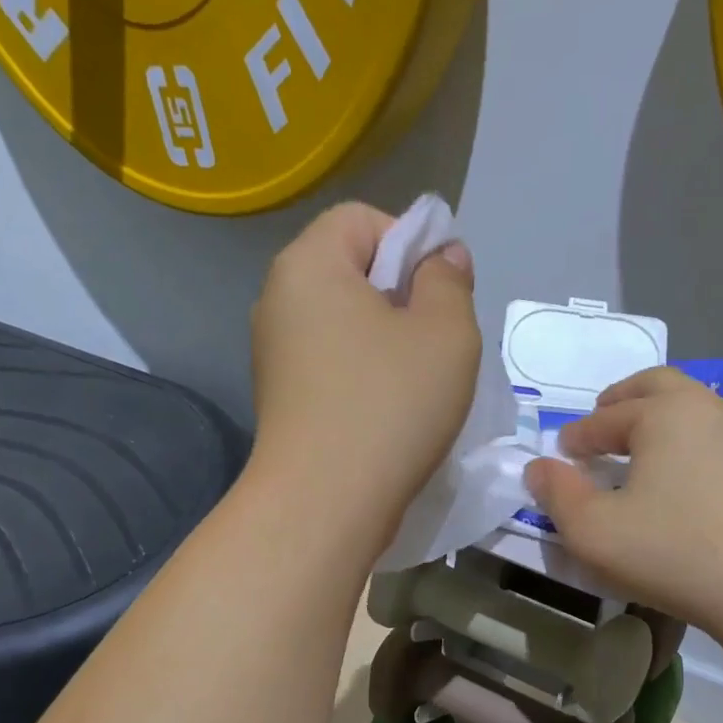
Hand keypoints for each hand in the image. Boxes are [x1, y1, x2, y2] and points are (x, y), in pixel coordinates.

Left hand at [250, 202, 480, 554]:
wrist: (325, 503)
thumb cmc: (390, 405)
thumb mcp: (446, 332)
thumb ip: (448, 280)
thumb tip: (440, 258)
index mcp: (308, 264)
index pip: (362, 219)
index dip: (411, 243)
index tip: (439, 294)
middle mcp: (278, 300)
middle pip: (350, 270)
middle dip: (402, 295)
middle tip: (436, 341)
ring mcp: (274, 353)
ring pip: (344, 322)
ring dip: (387, 340)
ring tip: (417, 382)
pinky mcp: (281, 398)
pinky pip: (332, 362)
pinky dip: (364, 373)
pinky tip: (388, 411)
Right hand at [522, 367, 722, 633]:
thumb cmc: (675, 554)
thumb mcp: (593, 532)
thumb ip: (557, 495)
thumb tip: (538, 467)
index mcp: (661, 416)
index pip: (606, 419)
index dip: (579, 435)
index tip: (563, 453)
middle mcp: (712, 409)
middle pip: (659, 386)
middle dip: (626, 398)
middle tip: (607, 414)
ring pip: (714, 403)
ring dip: (682, 409)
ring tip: (668, 424)